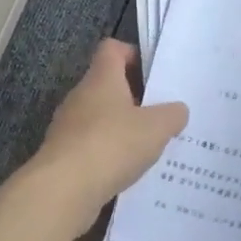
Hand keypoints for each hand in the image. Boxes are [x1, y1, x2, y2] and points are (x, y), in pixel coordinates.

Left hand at [25, 39, 188, 235]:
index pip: (112, 49)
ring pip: (100, 118)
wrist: (64, 190)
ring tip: (150, 145)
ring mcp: (68, 127)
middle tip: (162, 113)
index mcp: (101, 79)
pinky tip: (130, 170)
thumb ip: (172, 115)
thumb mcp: (157, 127)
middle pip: (108, 85)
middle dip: (135, 97)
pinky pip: (93, 146)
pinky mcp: (64, 156)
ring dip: (123, 128)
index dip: (133, 54)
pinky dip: (110, 153)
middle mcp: (80, 97)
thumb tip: (177, 111)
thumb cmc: (112, 144)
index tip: (154, 73)